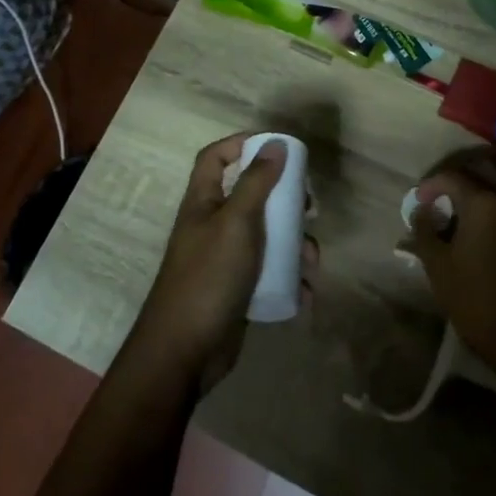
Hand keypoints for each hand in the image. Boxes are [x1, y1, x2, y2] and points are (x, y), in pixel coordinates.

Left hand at [129, 135, 303, 395]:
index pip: (215, 158)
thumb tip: (276, 143)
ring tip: (311, 261)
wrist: (185, 352)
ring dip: (294, 246)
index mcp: (204, 203)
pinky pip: (270, 274)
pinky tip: (304, 292)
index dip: (241, 144)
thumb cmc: (208, 276)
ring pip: (268, 238)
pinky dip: (290, 280)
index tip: (277, 147)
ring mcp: (226, 260)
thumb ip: (256, 182)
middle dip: (284, 200)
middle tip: (307, 205)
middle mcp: (214, 226)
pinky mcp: (239, 290)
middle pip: (251, 197)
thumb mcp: (236, 222)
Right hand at [407, 148, 495, 369]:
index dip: (431, 185)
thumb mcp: (437, 263)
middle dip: (460, 170)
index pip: (452, 176)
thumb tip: (421, 212)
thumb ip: (425, 229)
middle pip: (485, 163)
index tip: (419, 201)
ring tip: (473, 184)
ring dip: (491, 170)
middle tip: (444, 188)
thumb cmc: (472, 297)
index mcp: (483, 202)